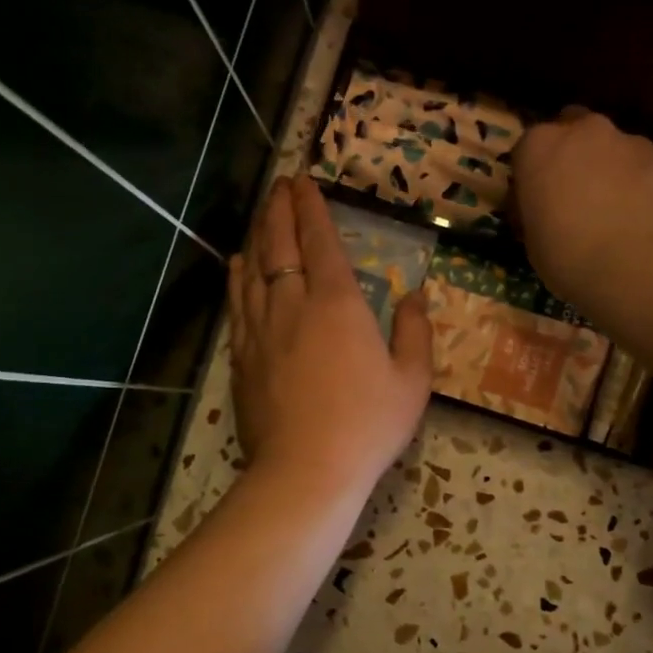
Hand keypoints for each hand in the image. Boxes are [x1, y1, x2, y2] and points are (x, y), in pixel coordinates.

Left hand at [228, 176, 432, 495]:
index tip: (304, 182)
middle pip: (279, 243)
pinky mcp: (242, 356)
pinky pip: (237, 303)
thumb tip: (415, 295)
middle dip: (279, 209)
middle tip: (279, 185)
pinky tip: (237, 265)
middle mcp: (293, 304)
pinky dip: (237, 277)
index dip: (311, 207)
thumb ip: (415, 331)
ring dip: (257, 235)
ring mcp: (261, 329)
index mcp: (337, 303)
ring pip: (253, 268)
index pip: (319, 240)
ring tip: (261, 215)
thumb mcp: (412, 380)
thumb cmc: (368, 424)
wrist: (307, 470)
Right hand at [511, 107, 652, 312]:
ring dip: (615, 170)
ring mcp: (635, 143)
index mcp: (541, 146)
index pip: (528, 147)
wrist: (640, 266)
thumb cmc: (569, 256)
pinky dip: (648, 189)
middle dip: (577, 154)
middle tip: (577, 194)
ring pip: (619, 149)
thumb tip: (545, 209)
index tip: (536, 199)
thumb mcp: (533, 240)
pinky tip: (648, 222)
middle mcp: (587, 131)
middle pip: (577, 130)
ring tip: (618, 213)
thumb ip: (539, 209)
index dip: (533, 173)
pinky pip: (652, 172)